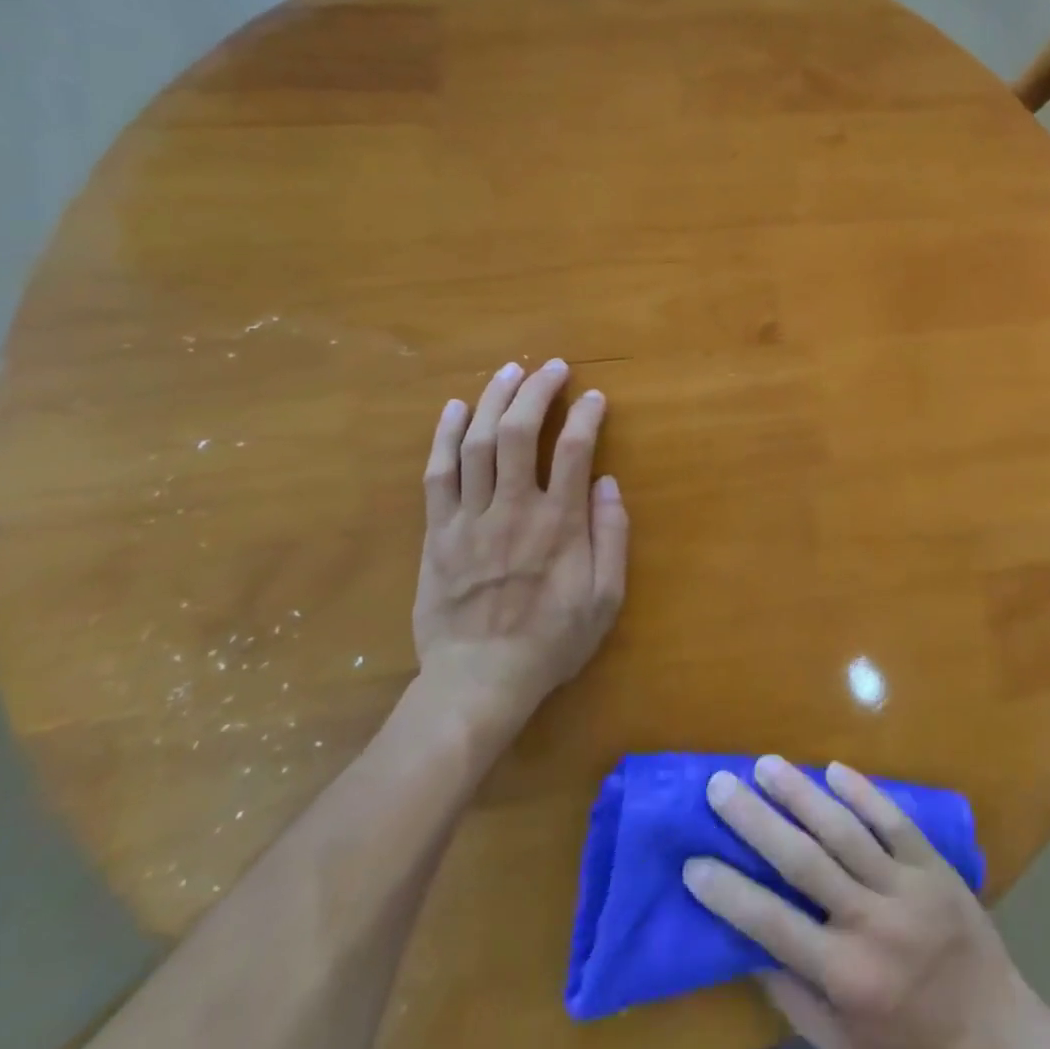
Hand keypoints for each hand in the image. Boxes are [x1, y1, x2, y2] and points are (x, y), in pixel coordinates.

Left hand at [413, 359, 628, 736]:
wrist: (478, 681)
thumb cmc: (551, 641)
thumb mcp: (606, 599)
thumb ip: (612, 537)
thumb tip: (608, 482)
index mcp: (559, 524)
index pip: (574, 450)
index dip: (585, 415)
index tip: (594, 397)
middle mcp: (513, 509)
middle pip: (519, 433)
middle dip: (536, 391)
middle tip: (550, 367)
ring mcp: (469, 518)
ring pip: (477, 444)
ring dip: (493, 400)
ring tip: (508, 371)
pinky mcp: (437, 532)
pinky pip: (438, 474)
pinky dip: (445, 437)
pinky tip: (455, 409)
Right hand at [683, 757, 1049, 1048]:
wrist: (996, 1035)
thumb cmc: (909, 1047)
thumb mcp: (843, 1047)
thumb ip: (794, 998)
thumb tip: (748, 944)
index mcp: (844, 976)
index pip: (773, 925)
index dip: (730, 893)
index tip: (694, 861)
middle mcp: (870, 924)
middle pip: (803, 862)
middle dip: (756, 821)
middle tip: (721, 785)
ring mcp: (906, 887)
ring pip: (845, 830)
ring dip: (801, 793)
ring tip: (766, 764)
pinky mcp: (933, 864)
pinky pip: (894, 820)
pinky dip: (863, 792)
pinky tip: (834, 770)